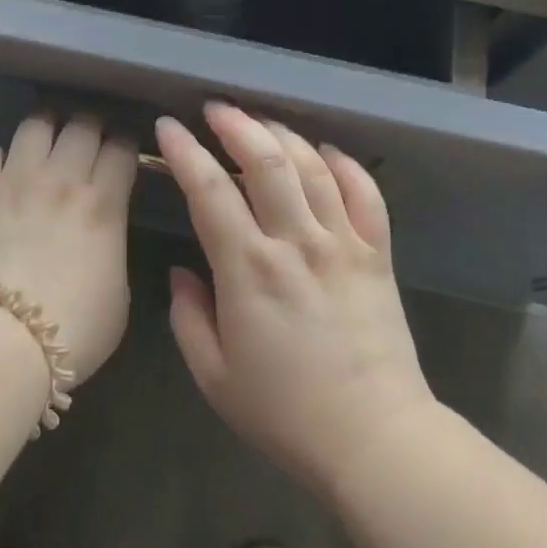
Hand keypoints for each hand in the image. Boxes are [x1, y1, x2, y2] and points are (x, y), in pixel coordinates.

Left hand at [0, 113, 137, 384]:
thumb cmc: (71, 330)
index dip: (125, 144)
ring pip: (34, 125)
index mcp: (103, 204)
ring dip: (45, 129)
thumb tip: (102, 238)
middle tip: (87, 140)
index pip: (121, 149)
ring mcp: (14, 181)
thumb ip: (112, 251)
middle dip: (90, 126)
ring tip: (43, 142)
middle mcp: (61, 179)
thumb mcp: (118, 296)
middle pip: (82, 125)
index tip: (122, 152)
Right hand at [159, 102, 435, 497]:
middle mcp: (296, 242)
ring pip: (312, 166)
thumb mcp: (214, 376)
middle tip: (215, 108)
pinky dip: (345, 164)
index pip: (209, 189)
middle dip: (236, 124)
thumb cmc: (285, 413)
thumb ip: (188, 316)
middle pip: (266, 160)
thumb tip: (181, 270)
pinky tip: (326, 151)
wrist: (374, 439)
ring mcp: (342, 243)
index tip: (168, 127)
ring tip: (260, 121)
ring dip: (283, 133)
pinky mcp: (378, 254)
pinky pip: (365, 193)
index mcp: (248, 269)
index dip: (184, 152)